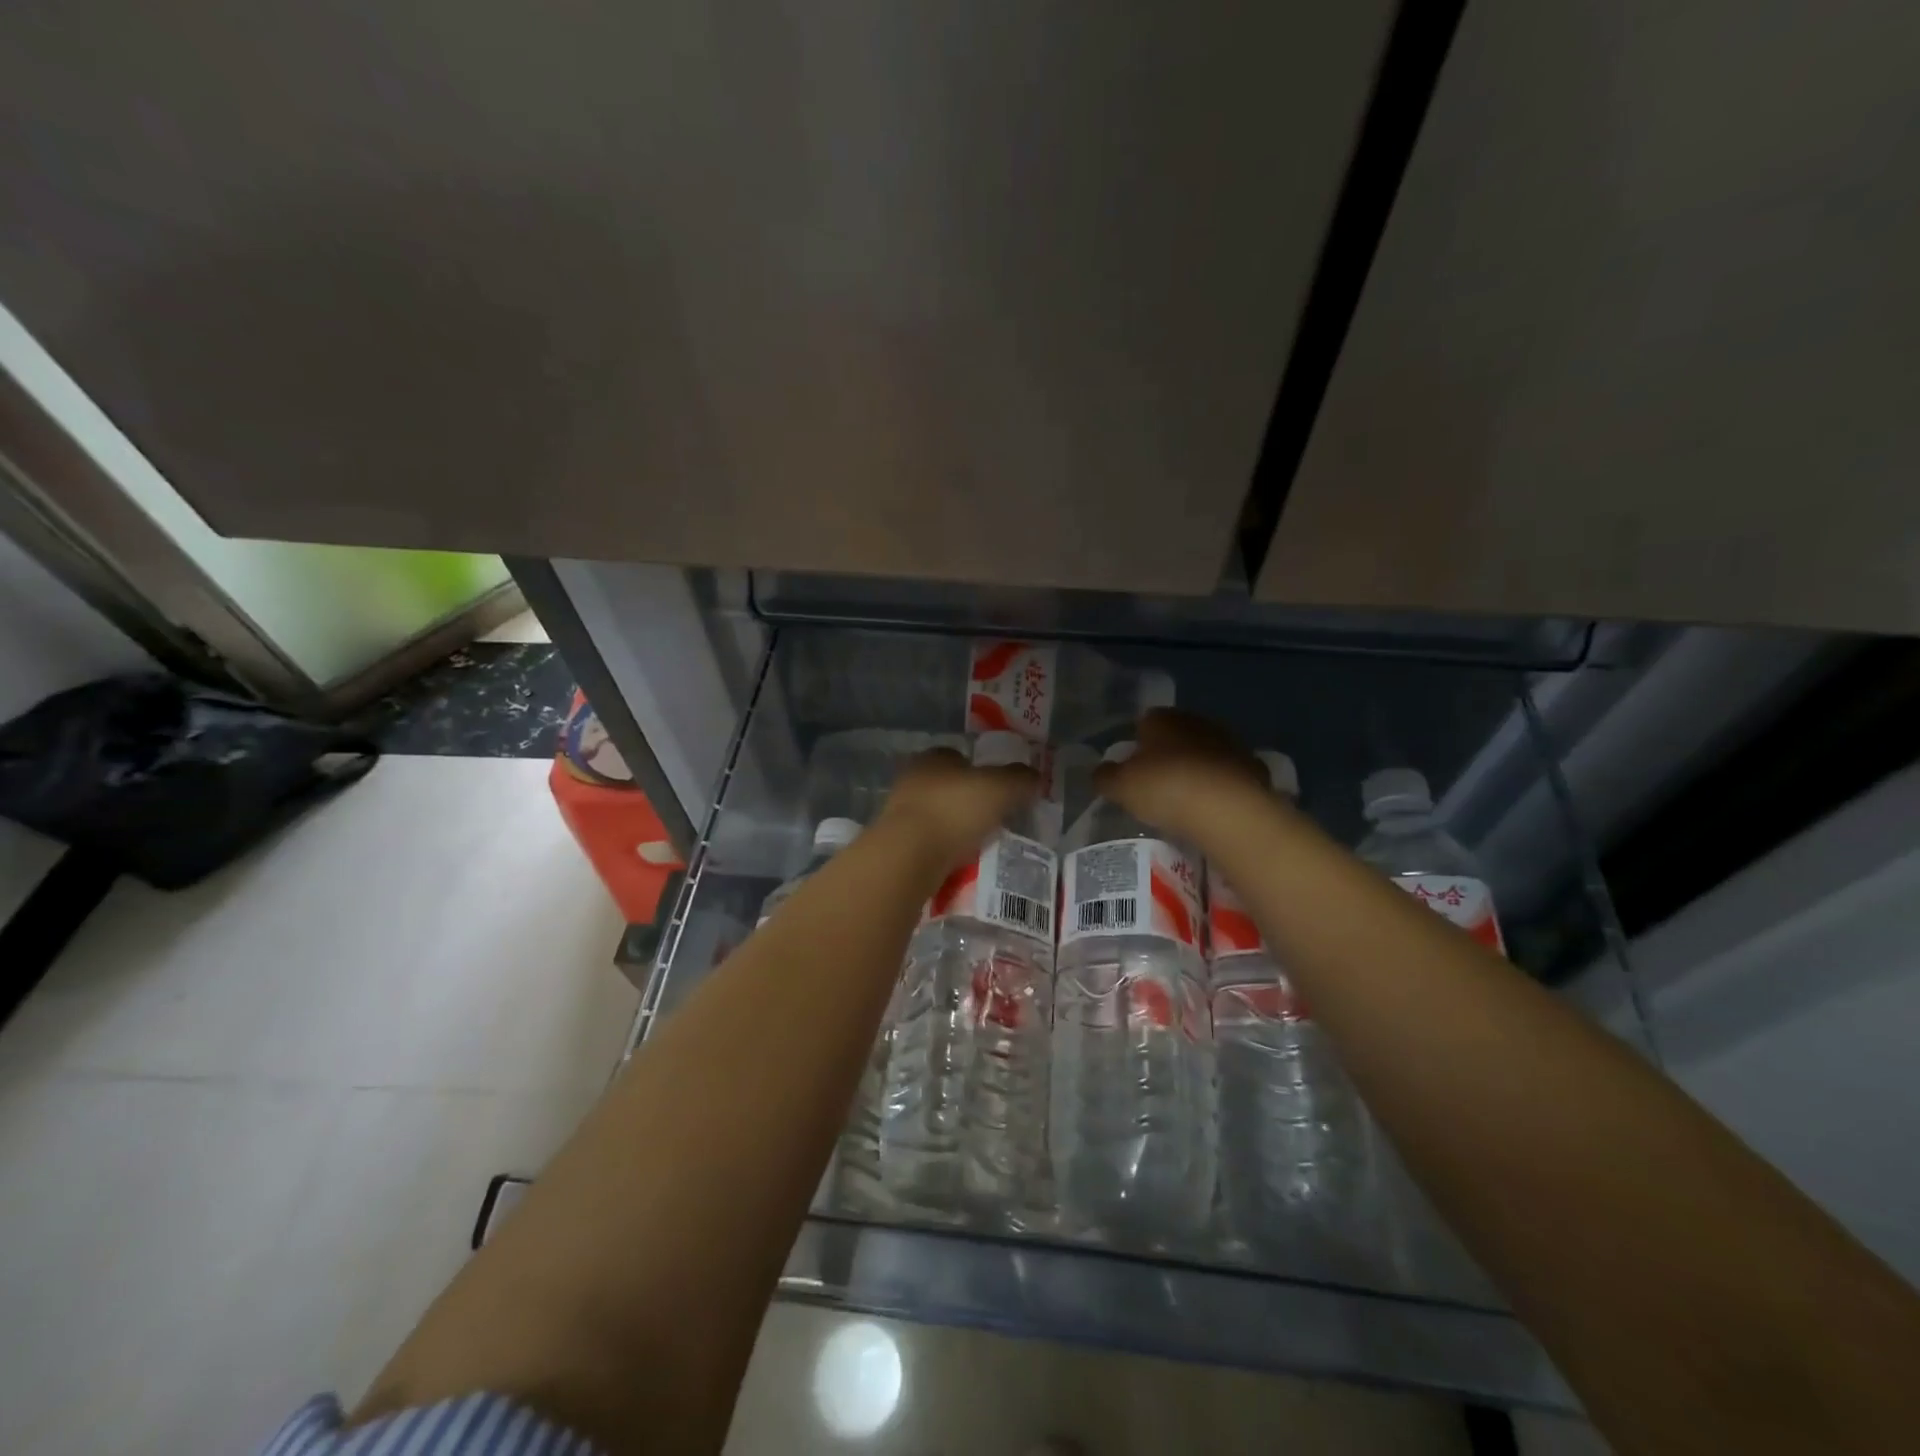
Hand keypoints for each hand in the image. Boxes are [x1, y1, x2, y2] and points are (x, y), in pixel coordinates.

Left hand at [878, 747, 1039, 867]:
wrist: (908, 856)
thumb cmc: (954, 810)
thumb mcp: (1000, 789)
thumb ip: (1020, 779)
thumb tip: (1034, 776)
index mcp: (933, 757)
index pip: (960, 756)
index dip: (982, 771)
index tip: (1000, 791)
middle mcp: (912, 779)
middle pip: (948, 787)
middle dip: (969, 801)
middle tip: (994, 819)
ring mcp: (899, 812)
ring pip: (937, 815)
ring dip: (955, 827)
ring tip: (980, 844)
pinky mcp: (896, 843)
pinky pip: (928, 842)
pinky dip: (944, 849)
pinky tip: (960, 861)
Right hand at [1092, 709, 1275, 846]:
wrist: (1229, 810)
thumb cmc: (1166, 788)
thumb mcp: (1120, 787)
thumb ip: (1105, 777)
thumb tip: (1100, 772)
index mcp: (1163, 719)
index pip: (1145, 722)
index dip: (1137, 744)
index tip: (1132, 768)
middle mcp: (1197, 722)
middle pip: (1177, 736)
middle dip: (1168, 755)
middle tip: (1156, 784)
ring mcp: (1230, 743)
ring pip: (1205, 754)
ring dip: (1196, 770)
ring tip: (1186, 801)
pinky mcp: (1253, 769)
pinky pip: (1228, 776)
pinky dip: (1220, 788)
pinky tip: (1213, 810)